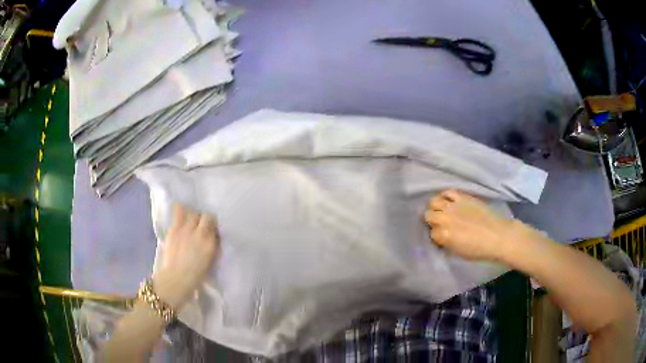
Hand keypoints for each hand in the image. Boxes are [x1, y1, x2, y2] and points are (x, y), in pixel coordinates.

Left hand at [153, 204, 219, 309]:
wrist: (177, 279)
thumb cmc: (196, 275)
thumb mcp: (210, 260)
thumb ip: (211, 245)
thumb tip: (211, 235)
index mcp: (210, 242)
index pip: (214, 224)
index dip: (212, 225)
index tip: (210, 230)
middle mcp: (200, 232)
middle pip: (205, 216)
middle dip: (203, 220)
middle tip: (200, 226)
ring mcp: (186, 229)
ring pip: (192, 213)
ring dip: (193, 216)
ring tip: (190, 222)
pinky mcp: (174, 228)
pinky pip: (178, 211)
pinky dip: (180, 209)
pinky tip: (180, 212)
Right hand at [423, 189, 528, 260]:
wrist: (498, 236)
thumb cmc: (479, 250)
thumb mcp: (458, 252)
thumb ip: (446, 242)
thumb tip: (441, 237)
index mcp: (444, 235)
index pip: (431, 233)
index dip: (437, 236)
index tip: (442, 238)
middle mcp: (445, 218)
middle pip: (428, 215)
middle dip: (433, 221)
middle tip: (441, 224)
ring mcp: (453, 206)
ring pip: (434, 201)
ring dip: (436, 207)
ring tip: (443, 211)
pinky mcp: (463, 197)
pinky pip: (448, 192)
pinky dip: (446, 196)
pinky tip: (449, 201)